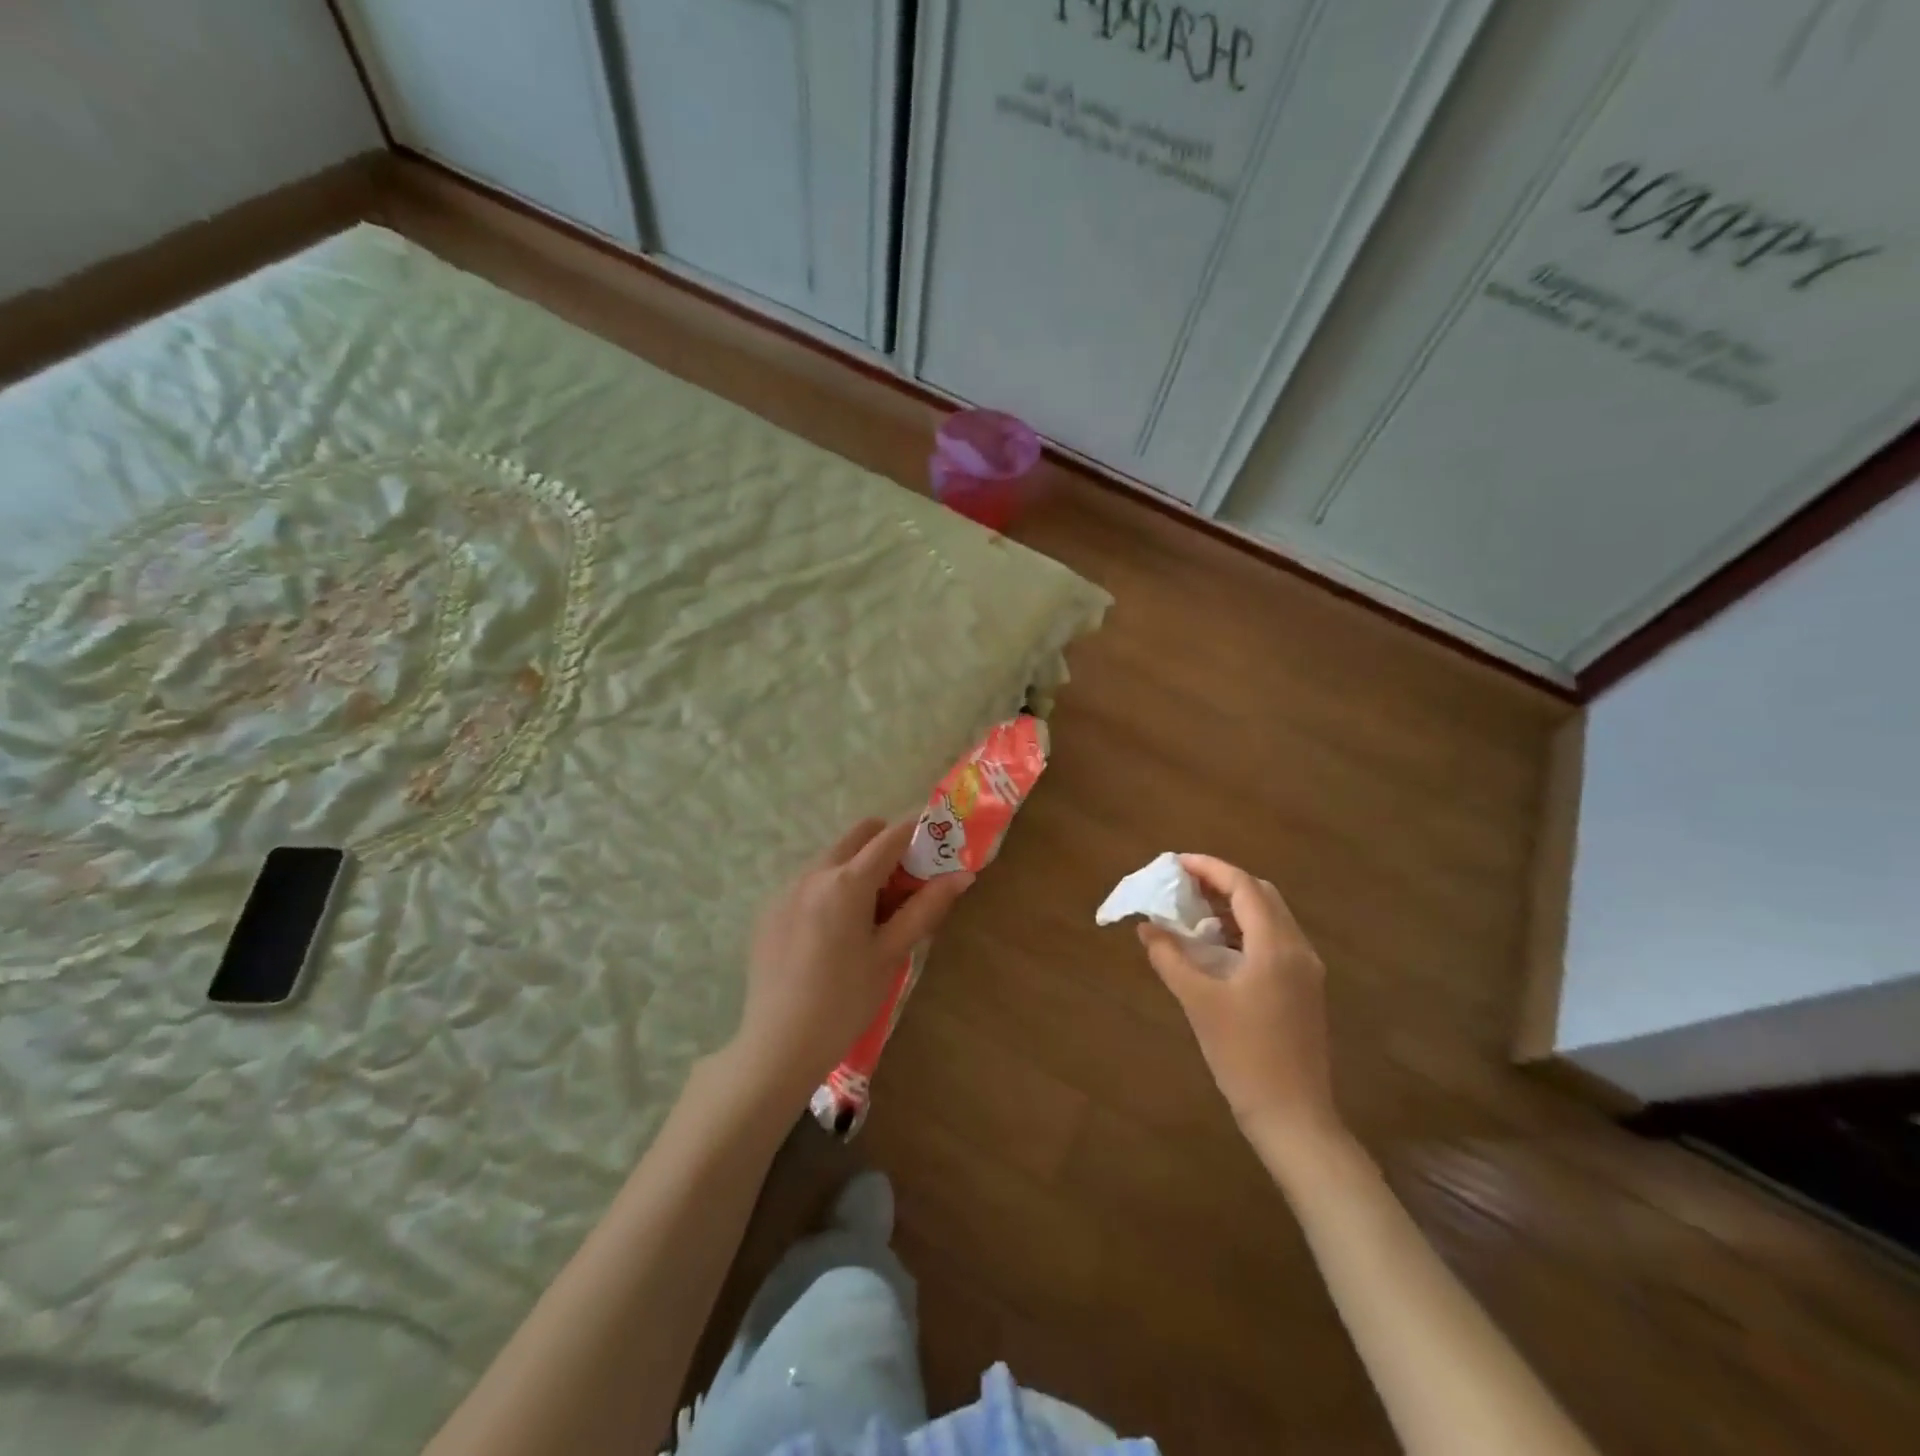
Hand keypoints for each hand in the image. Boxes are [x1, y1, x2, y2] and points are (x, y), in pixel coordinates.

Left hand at [734, 818, 972, 1101]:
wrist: (779, 1046)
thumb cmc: (845, 1001)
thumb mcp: (890, 954)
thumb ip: (925, 909)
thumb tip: (962, 876)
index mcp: (846, 882)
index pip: (890, 837)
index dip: (918, 832)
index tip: (937, 841)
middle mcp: (813, 873)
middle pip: (858, 835)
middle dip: (886, 845)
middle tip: (906, 883)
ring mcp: (786, 890)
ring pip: (832, 857)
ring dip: (858, 867)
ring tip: (871, 914)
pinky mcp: (770, 910)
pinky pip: (808, 882)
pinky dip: (831, 889)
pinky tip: (833, 934)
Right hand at [1138, 855, 1341, 1151]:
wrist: (1293, 1116)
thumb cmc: (1244, 1055)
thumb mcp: (1199, 1003)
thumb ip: (1170, 958)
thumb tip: (1148, 927)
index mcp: (1276, 946)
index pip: (1244, 887)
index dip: (1210, 868)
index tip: (1177, 862)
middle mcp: (1298, 949)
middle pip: (1262, 896)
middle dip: (1223, 882)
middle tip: (1184, 885)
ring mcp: (1306, 971)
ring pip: (1270, 918)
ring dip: (1234, 906)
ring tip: (1194, 911)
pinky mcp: (1303, 990)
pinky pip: (1274, 941)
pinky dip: (1244, 930)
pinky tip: (1217, 946)